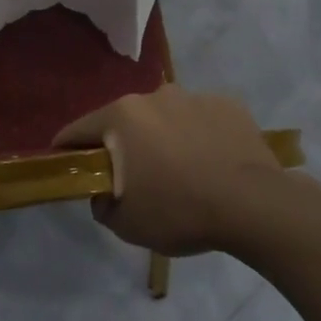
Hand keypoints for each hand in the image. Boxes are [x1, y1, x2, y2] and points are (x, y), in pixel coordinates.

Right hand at [52, 86, 283, 255]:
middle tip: (133, 177)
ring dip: (163, 138)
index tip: (66, 165)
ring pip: (165, 118)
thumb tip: (104, 194)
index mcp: (122, 117)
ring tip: (180, 171)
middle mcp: (155, 96)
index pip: (78, 130)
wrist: (253, 205)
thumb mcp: (127, 224)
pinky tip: (211, 163)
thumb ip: (102, 205)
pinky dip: (198, 136)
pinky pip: (201, 120)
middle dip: (122, 145)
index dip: (67, 150)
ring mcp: (195, 96)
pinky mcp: (228, 104)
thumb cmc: (180, 211)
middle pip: (124, 121)